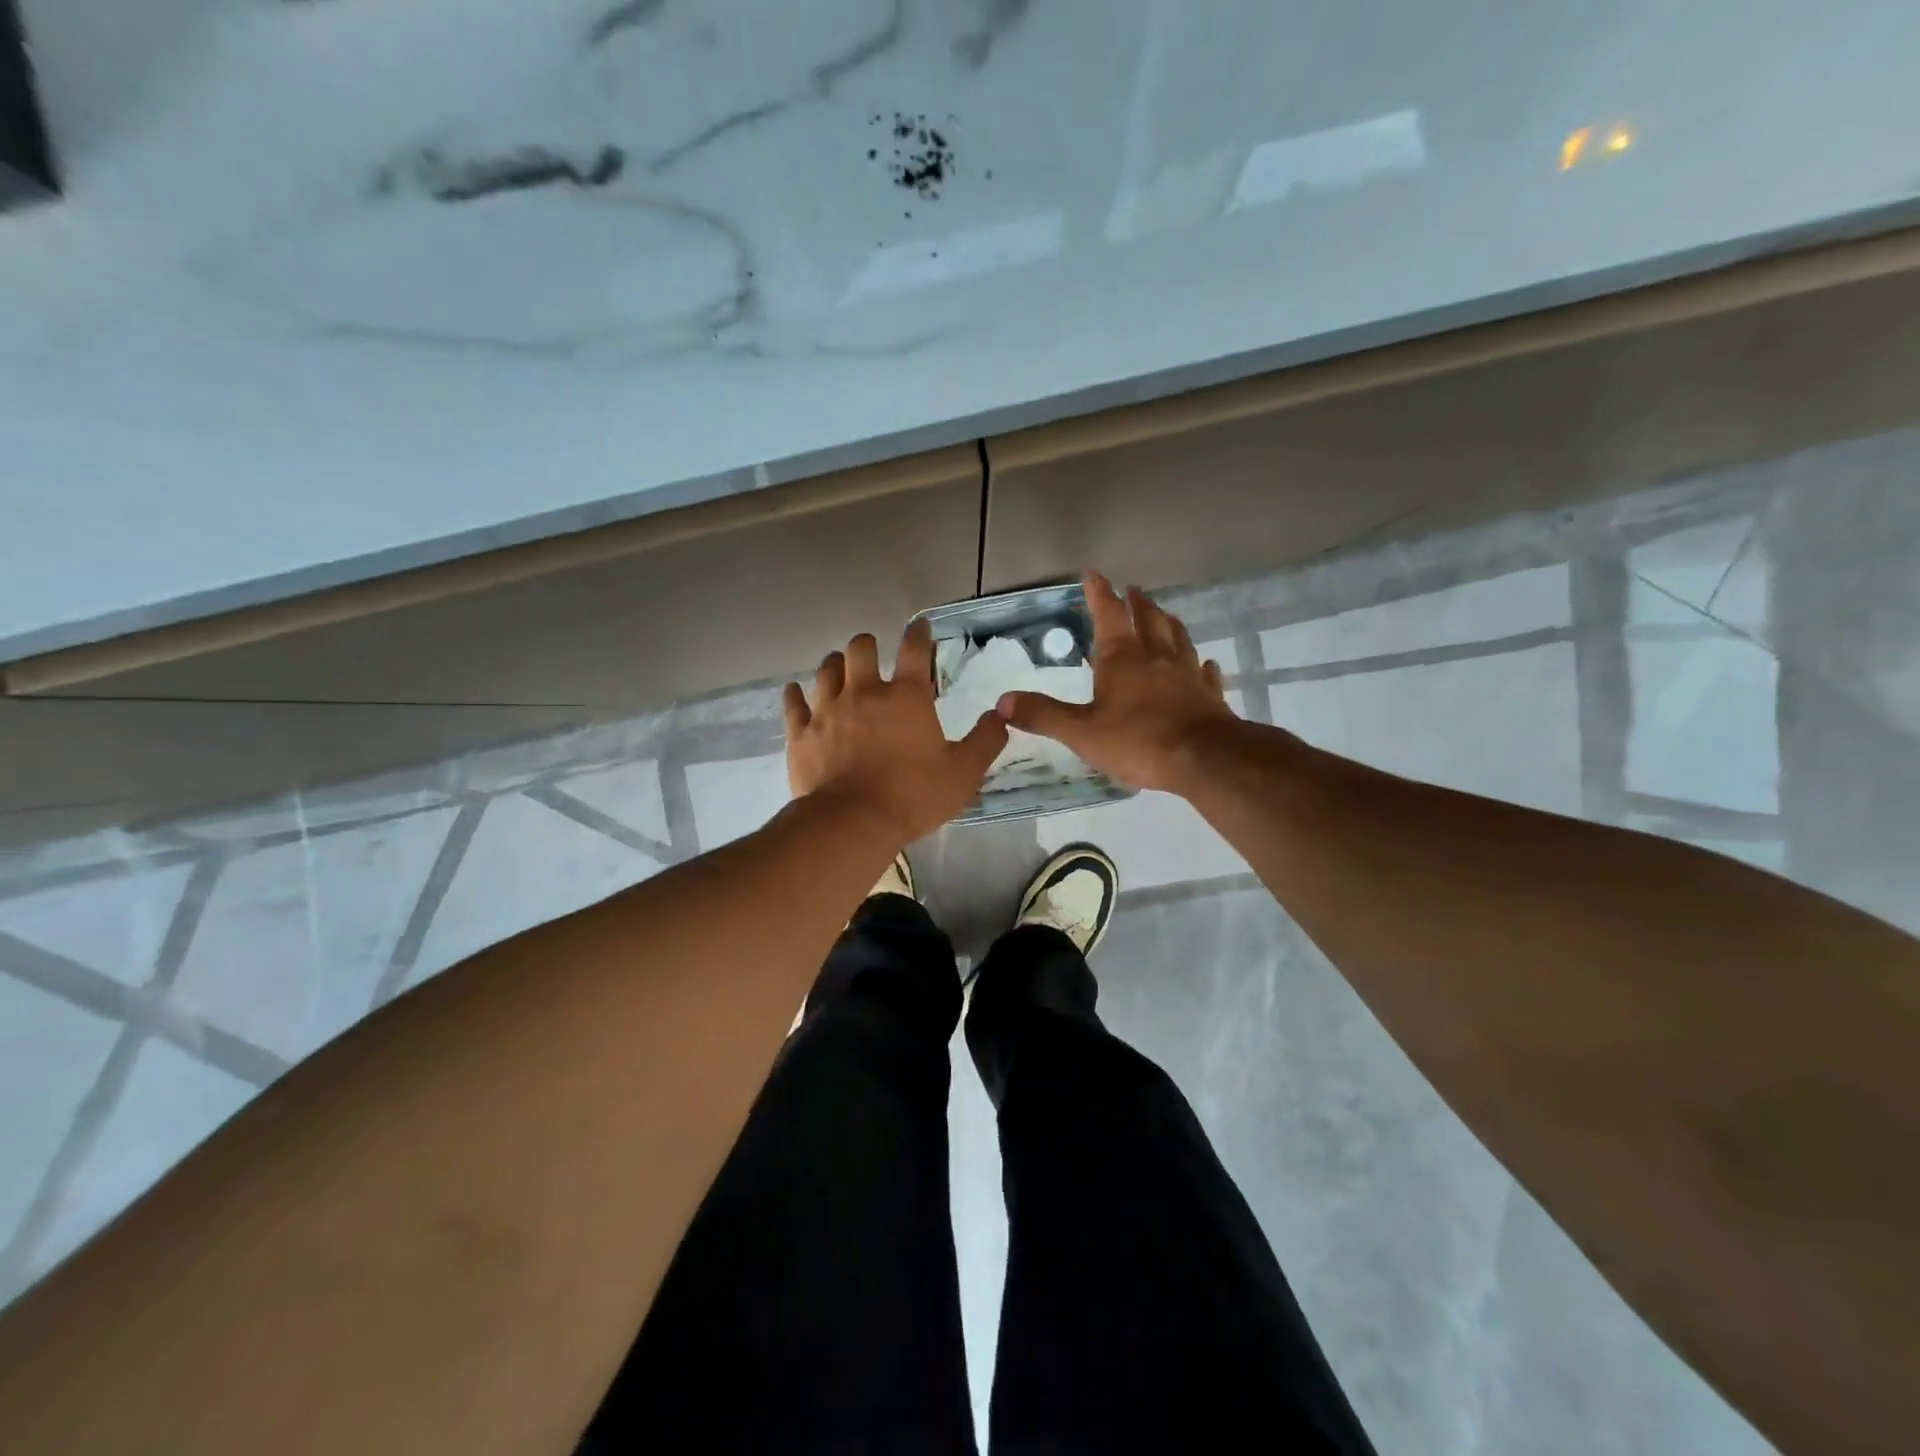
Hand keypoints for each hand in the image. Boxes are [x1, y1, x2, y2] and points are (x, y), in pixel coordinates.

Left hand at [785, 619, 1007, 843]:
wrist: (851, 823)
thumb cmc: (913, 796)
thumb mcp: (963, 774)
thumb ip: (985, 741)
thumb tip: (999, 716)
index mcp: (906, 697)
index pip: (914, 649)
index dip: (919, 632)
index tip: (920, 626)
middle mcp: (865, 692)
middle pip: (860, 648)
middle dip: (868, 645)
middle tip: (873, 654)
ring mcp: (827, 710)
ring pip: (826, 669)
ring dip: (835, 664)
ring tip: (840, 669)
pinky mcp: (801, 733)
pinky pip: (793, 702)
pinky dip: (796, 694)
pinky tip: (797, 692)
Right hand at [996, 573, 1242, 792]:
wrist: (1205, 760)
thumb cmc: (1138, 741)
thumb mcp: (1081, 732)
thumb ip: (1043, 715)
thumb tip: (1003, 701)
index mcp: (1122, 658)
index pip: (1109, 614)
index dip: (1099, 593)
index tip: (1093, 573)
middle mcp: (1156, 656)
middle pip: (1148, 618)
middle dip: (1137, 602)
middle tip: (1133, 591)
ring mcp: (1186, 674)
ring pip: (1178, 638)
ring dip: (1168, 623)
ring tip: (1164, 614)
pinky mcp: (1209, 696)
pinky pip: (1205, 672)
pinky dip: (1200, 664)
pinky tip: (1203, 664)